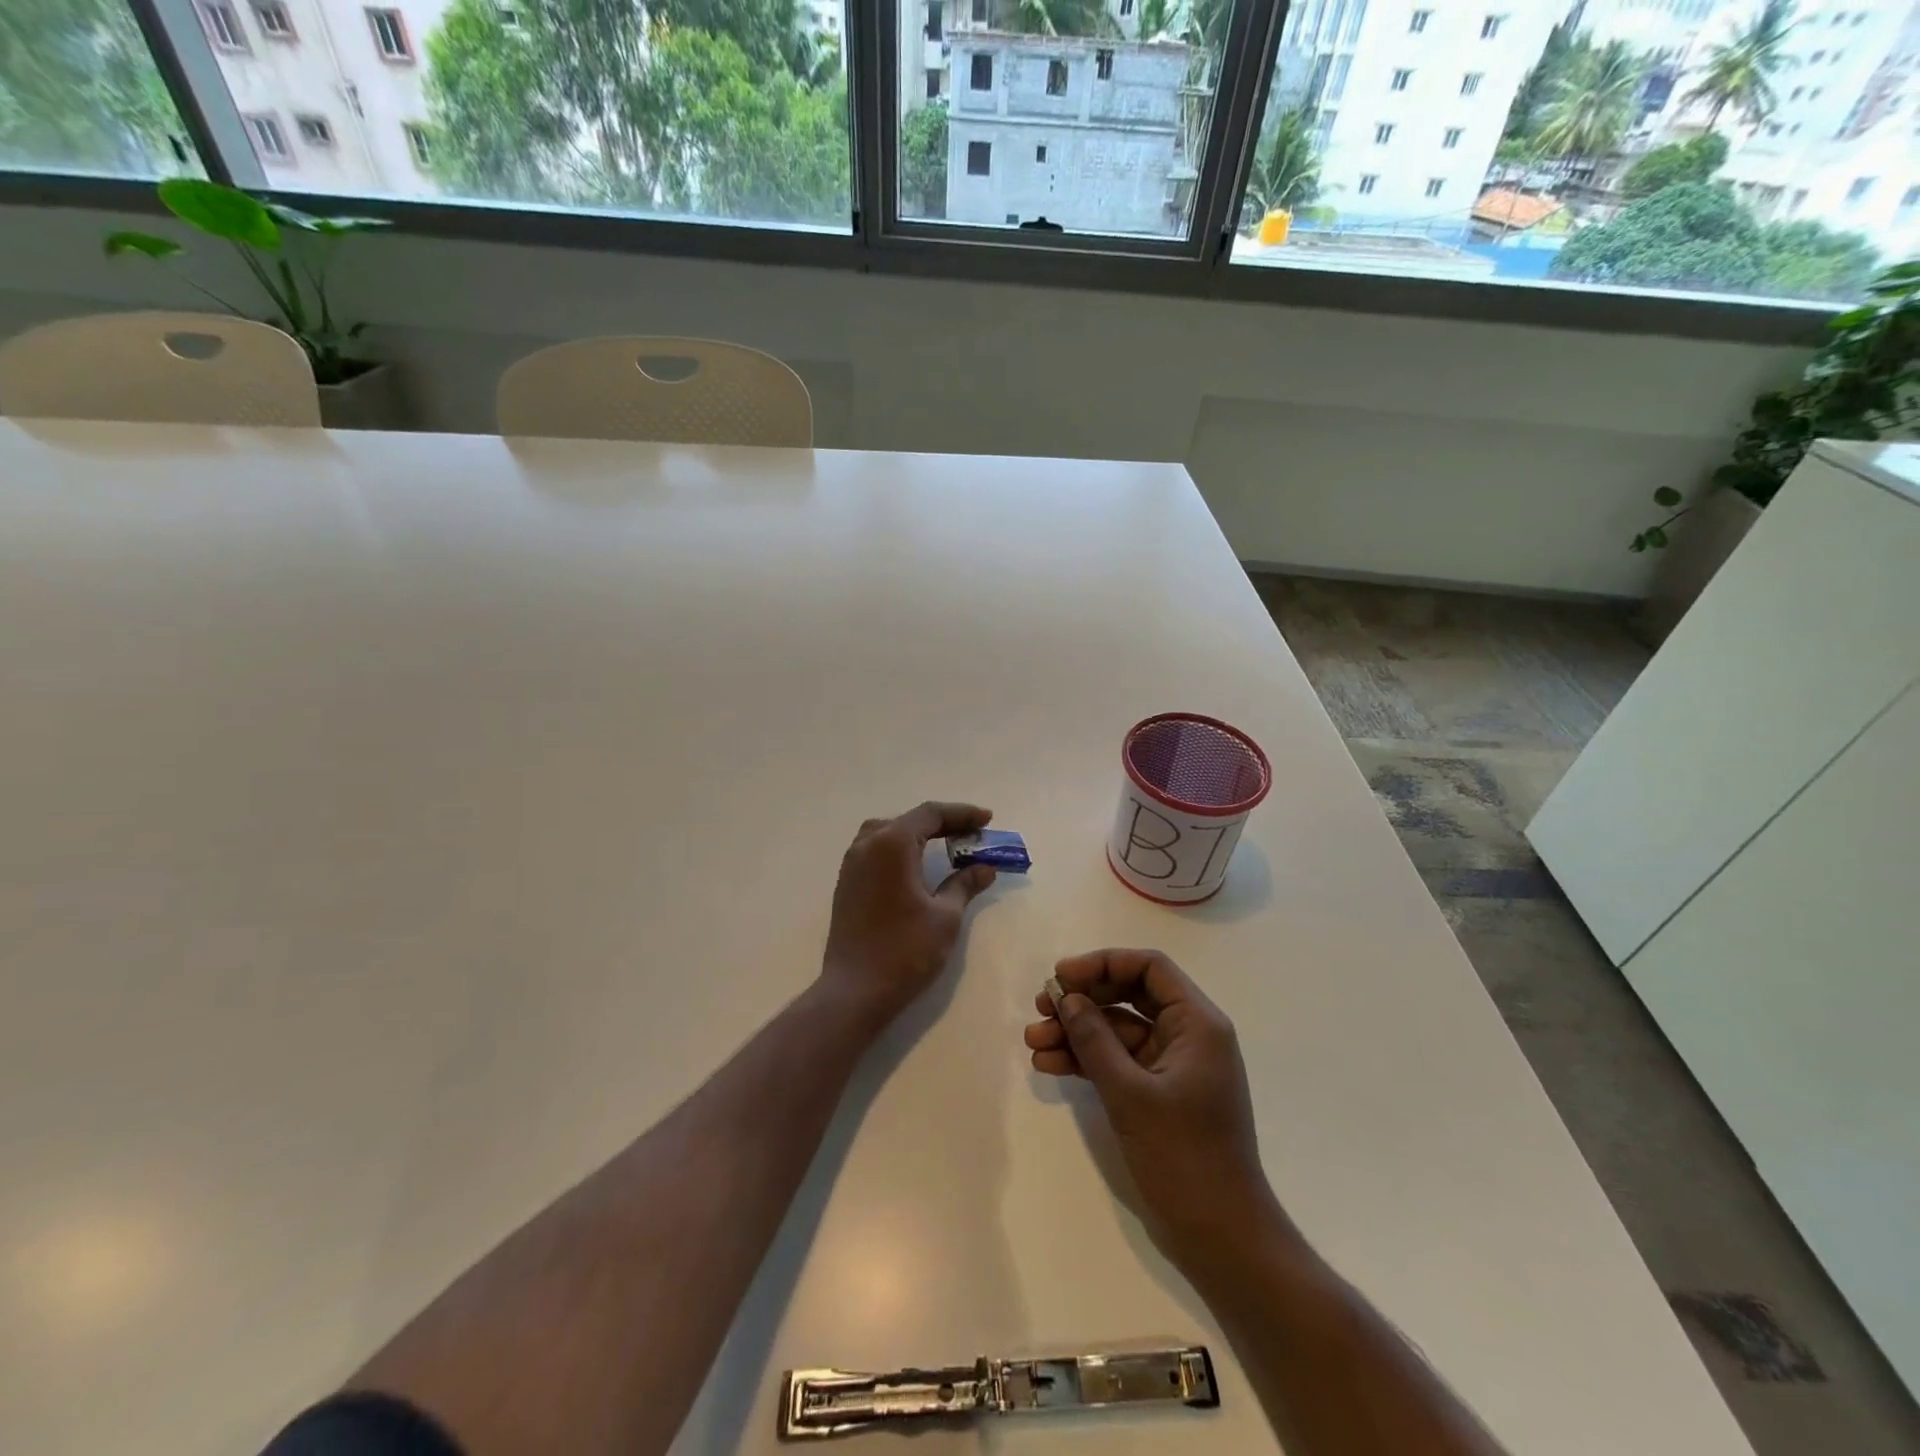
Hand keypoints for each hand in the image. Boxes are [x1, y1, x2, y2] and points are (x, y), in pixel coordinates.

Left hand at [819, 802, 997, 1026]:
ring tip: (946, 845)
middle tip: (973, 834)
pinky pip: (876, 850)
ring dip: (919, 834)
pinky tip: (917, 866)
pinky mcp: (847, 883)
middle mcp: (867, 844)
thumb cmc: (906, 950)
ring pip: (888, 832)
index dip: (962, 814)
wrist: (855, 990)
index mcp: (892, 844)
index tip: (988, 820)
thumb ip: (964, 884)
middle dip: (943, 823)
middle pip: (909, 820)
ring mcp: (852, 863)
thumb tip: (985, 867)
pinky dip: (900, 848)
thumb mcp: (945, 916)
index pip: (931, 814)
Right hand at [1025, 948, 1278, 1261]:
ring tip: (1033, 1042)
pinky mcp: (1158, 1093)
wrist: (1222, 1238)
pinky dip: (1087, 1060)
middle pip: (1129, 994)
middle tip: (1041, 1007)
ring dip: (1077, 1032)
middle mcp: (1188, 1035)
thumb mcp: (1131, 1093)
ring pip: (1118, 1029)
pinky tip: (1050, 1065)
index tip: (1062, 976)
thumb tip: (1067, 998)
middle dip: (1083, 998)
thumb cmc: (1185, 1156)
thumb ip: (1095, 1040)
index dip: (1103, 963)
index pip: (1149, 968)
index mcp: (1197, 1023)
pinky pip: (1118, 1061)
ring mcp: (1172, 1065)